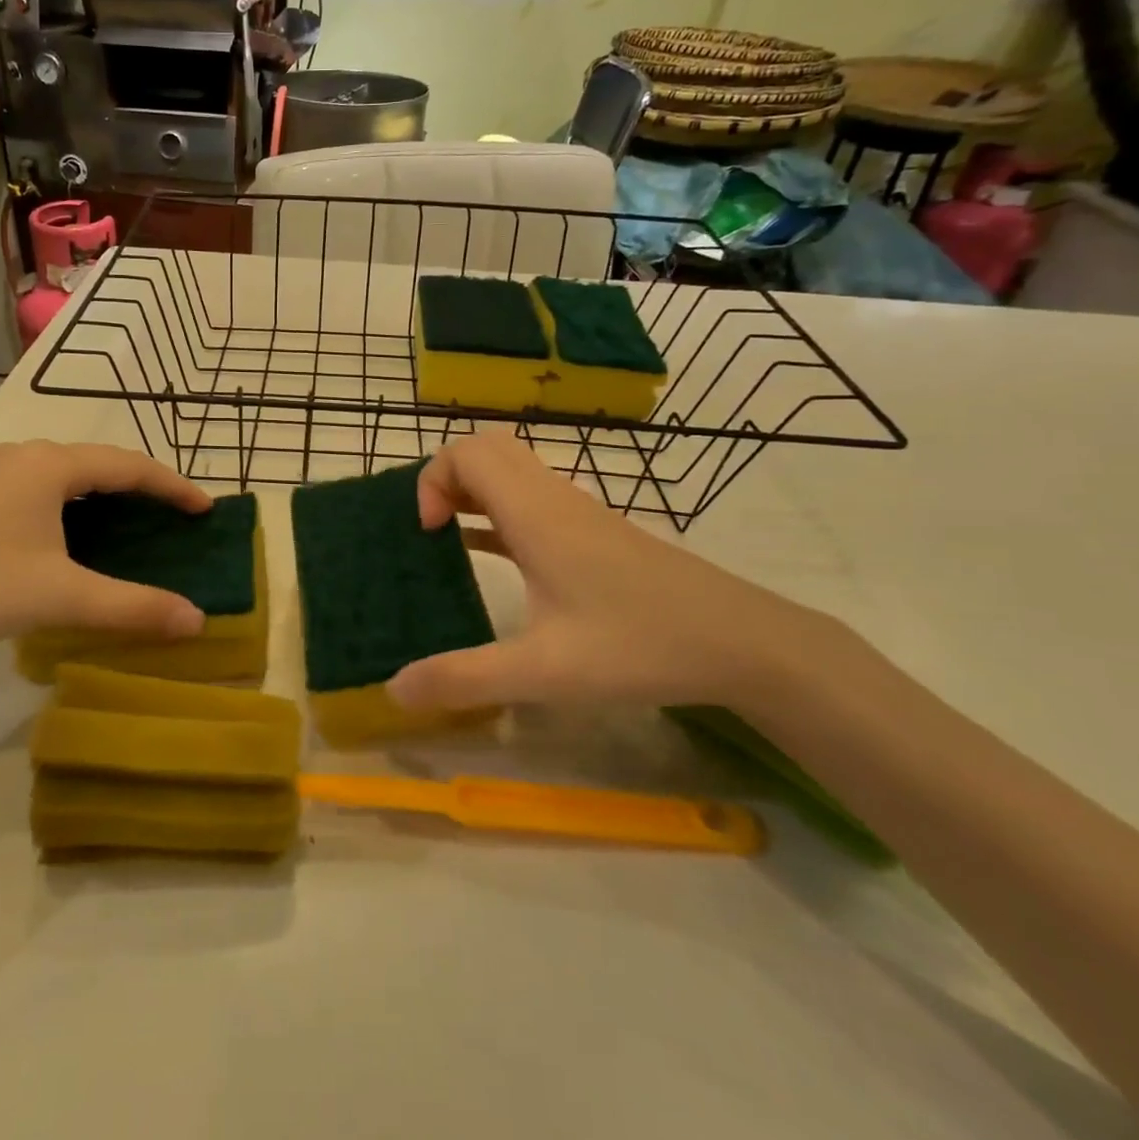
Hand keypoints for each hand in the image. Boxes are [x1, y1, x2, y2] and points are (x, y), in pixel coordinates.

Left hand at [0, 441, 211, 664]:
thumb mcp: (64, 597)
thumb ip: (133, 606)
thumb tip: (197, 621)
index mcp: (51, 465)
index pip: (131, 466)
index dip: (174, 487)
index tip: (206, 509)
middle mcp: (25, 455)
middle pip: (102, 463)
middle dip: (143, 488)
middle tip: (175, 516)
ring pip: (70, 473)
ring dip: (108, 494)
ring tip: (135, 521)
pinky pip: (44, 484)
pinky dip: (76, 501)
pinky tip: (77, 530)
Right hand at [387, 431, 841, 713]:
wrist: (743, 642)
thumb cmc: (640, 645)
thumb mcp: (544, 672)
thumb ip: (465, 679)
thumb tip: (394, 689)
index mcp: (535, 514)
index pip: (466, 452)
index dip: (432, 480)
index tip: (428, 532)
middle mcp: (553, 499)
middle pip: (486, 449)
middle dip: (446, 478)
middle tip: (431, 530)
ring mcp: (578, 514)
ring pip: (511, 472)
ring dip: (472, 493)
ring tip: (446, 541)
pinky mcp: (594, 533)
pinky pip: (530, 501)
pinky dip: (497, 513)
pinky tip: (489, 557)